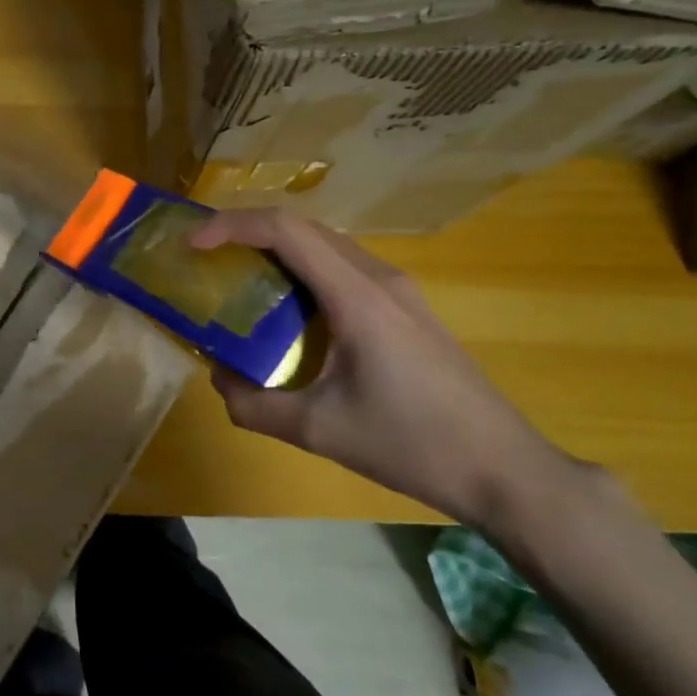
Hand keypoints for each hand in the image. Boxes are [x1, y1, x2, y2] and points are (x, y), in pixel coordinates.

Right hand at [188, 208, 583, 529]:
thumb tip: (219, 377)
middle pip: (305, 229)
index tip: (192, 245)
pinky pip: (345, 271)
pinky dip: (305, 273)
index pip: (286, 230)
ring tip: (239, 279)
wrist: (504, 469)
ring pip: (327, 247)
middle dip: (248, 233)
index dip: (231, 226)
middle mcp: (379, 278)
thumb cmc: (411, 445)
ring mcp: (400, 291)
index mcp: (357, 296)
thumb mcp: (318, 431)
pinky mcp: (408, 310)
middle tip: (207, 259)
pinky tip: (290, 312)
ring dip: (278, 252)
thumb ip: (253, 405)